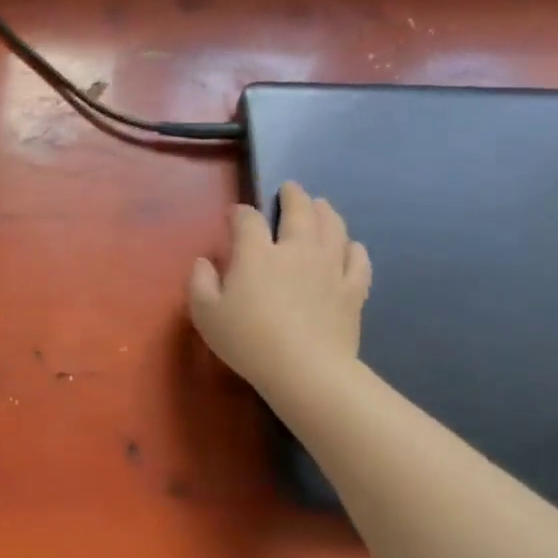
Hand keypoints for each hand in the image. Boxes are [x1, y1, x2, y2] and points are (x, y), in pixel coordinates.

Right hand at [188, 181, 371, 398]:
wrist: (305, 369)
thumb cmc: (247, 339)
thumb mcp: (205, 313)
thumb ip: (199, 282)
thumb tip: (204, 261)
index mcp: (257, 254)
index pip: (248, 220)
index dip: (241, 212)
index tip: (235, 214)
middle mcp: (296, 251)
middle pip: (300, 213)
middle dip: (294, 197)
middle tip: (291, 188)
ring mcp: (330, 269)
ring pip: (333, 229)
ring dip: (326, 212)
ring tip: (322, 205)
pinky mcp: (353, 290)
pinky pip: (358, 261)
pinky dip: (354, 248)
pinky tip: (351, 245)